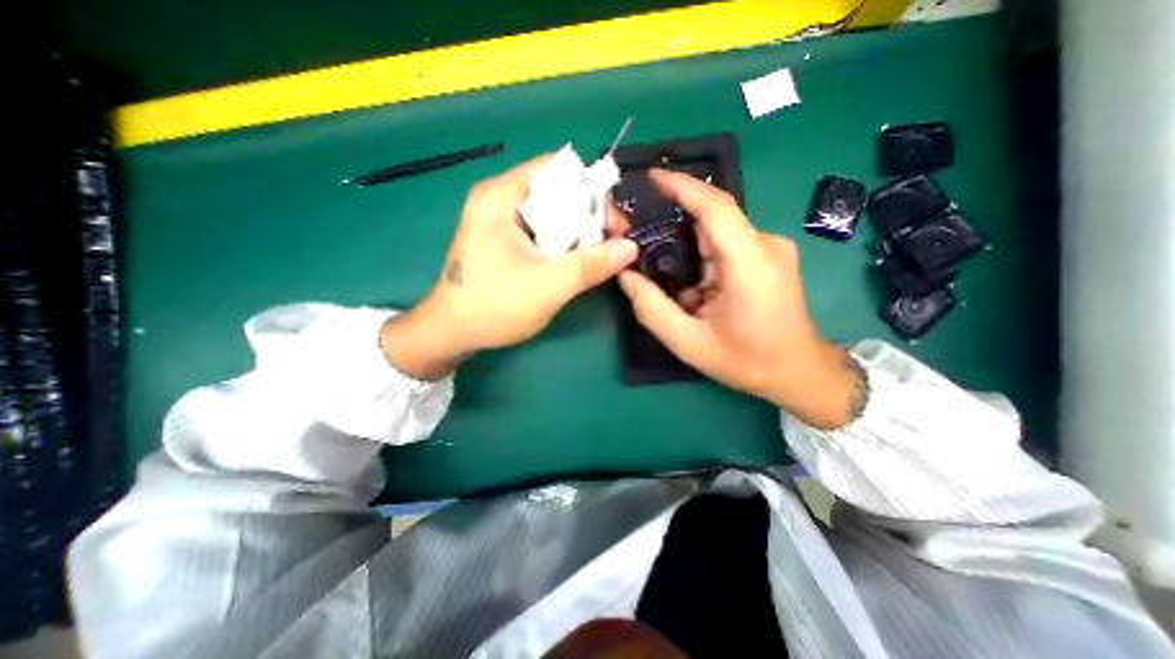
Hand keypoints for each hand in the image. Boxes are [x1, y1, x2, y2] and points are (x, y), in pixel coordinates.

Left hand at [381, 155, 638, 381]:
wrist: (451, 333)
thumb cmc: (492, 308)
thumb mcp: (546, 287)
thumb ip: (589, 266)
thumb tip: (631, 247)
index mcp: (501, 196)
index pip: (559, 170)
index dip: (592, 191)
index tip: (614, 222)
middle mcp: (500, 198)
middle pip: (558, 190)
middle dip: (590, 214)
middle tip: (614, 241)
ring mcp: (501, 218)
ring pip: (554, 211)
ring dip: (580, 230)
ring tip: (602, 253)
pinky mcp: (505, 237)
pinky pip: (544, 228)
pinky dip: (565, 240)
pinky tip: (578, 259)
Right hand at [615, 168, 861, 427]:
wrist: (798, 372)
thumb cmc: (747, 361)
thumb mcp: (689, 343)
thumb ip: (652, 309)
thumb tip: (626, 275)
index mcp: (750, 263)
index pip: (715, 206)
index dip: (682, 186)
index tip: (650, 177)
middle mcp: (765, 245)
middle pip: (711, 220)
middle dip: (673, 224)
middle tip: (640, 238)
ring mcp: (770, 249)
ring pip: (716, 234)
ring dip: (687, 249)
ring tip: (662, 272)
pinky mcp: (768, 257)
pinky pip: (726, 246)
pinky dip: (702, 259)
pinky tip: (690, 286)